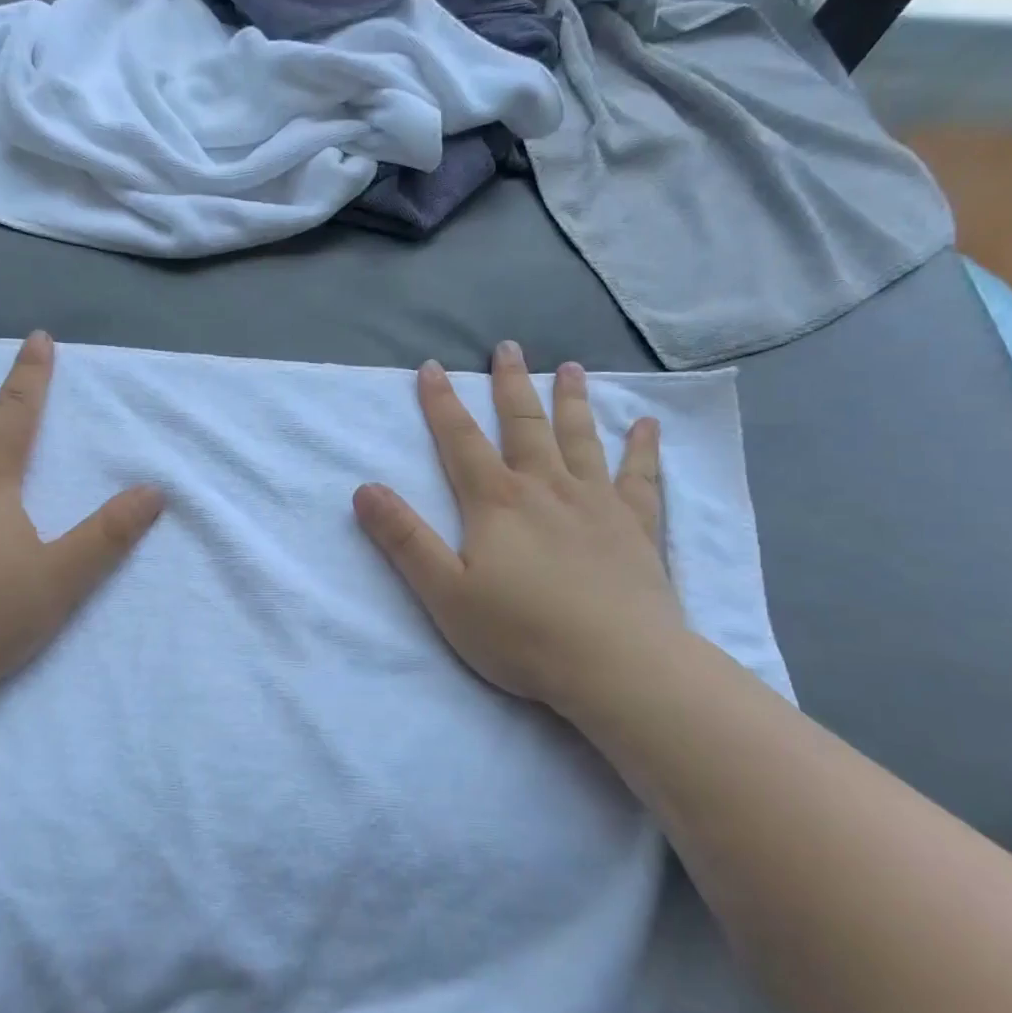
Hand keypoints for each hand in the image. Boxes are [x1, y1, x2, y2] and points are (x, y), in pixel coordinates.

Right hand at [352, 341, 684, 720]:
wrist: (618, 665)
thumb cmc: (521, 633)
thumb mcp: (444, 592)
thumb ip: (404, 539)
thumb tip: (364, 489)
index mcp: (496, 502)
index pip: (460, 440)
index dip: (441, 402)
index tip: (431, 367)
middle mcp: (546, 487)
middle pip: (524, 424)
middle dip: (510, 384)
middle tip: (506, 347)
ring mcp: (597, 503)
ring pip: (581, 438)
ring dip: (572, 401)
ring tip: (570, 368)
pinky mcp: (637, 527)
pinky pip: (641, 478)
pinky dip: (643, 449)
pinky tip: (647, 426)